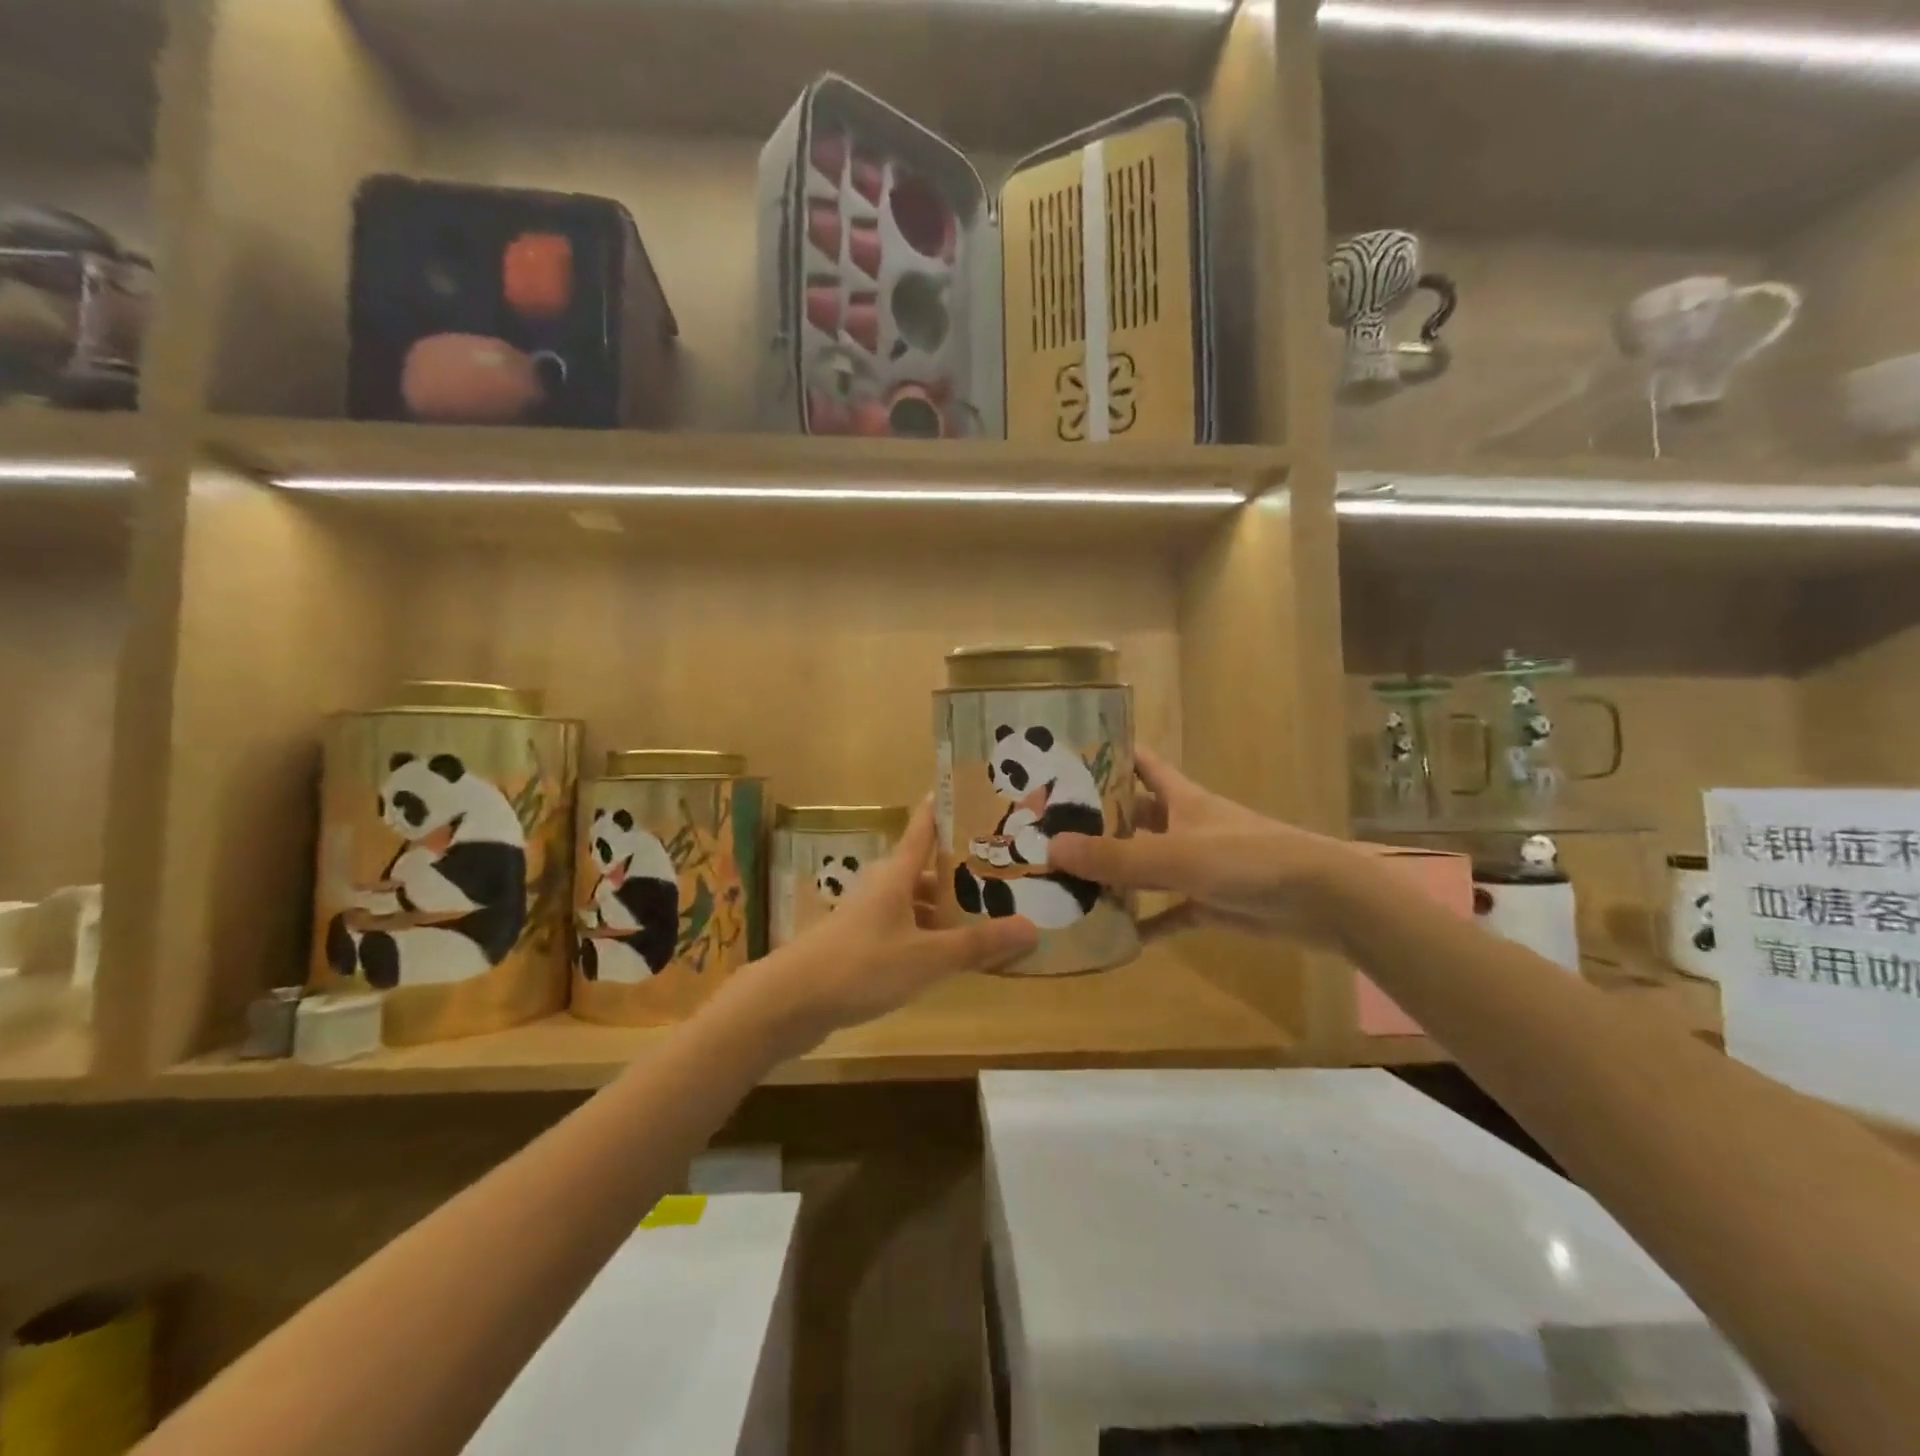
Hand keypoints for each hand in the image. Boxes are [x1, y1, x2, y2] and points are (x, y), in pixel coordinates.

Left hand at [719, 801, 1038, 1055]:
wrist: (790, 1002)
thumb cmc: (861, 965)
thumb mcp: (927, 957)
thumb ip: (978, 945)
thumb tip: (1033, 928)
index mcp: (896, 874)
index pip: (924, 827)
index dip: (946, 808)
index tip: (975, 793)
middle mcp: (882, 887)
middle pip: (927, 870)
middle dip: (963, 871)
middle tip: (1007, 872)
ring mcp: (867, 917)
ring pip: (916, 904)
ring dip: (947, 910)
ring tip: (989, 918)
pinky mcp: (859, 945)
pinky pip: (904, 931)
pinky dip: (929, 937)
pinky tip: (950, 957)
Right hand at [1050, 747, 1354, 946]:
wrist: (1322, 900)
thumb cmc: (1248, 858)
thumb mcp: (1176, 854)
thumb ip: (1116, 855)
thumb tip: (1052, 849)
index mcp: (1181, 799)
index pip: (1141, 764)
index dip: (1109, 755)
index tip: (1066, 757)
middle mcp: (1185, 826)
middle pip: (1134, 816)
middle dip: (1097, 821)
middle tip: (1047, 829)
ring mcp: (1197, 867)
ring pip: (1145, 865)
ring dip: (1114, 873)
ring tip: (1066, 879)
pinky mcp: (1209, 904)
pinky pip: (1166, 912)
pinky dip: (1142, 922)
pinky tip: (1110, 934)